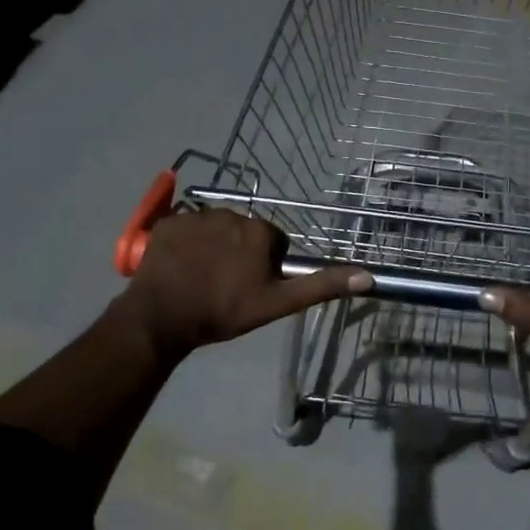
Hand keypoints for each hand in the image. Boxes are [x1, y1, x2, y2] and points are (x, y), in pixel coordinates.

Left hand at [119, 210, 370, 359]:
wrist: (162, 316)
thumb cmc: (223, 311)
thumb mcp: (277, 303)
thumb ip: (321, 286)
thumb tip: (367, 276)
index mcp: (259, 231)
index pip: (273, 243)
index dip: (265, 266)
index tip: (251, 288)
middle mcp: (231, 213)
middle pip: (244, 233)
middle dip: (239, 253)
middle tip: (226, 285)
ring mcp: (195, 216)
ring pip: (215, 229)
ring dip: (213, 247)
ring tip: (201, 278)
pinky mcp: (168, 222)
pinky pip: (185, 228)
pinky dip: (186, 244)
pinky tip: (180, 268)